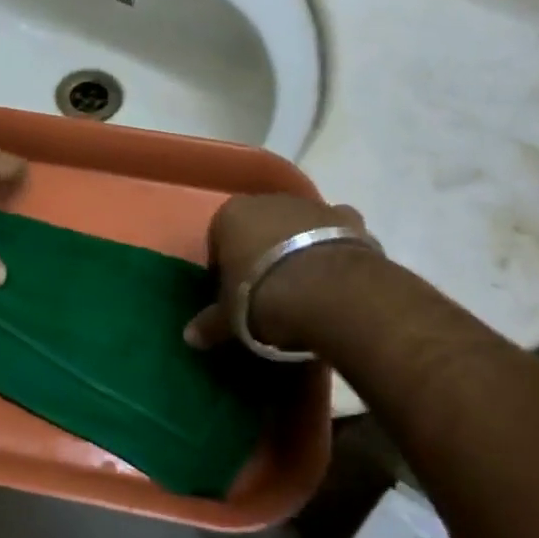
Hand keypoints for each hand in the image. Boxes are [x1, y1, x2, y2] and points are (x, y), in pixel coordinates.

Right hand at [183, 195, 372, 354]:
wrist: (331, 291)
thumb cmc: (264, 297)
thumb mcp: (230, 319)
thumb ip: (210, 323)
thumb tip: (190, 337)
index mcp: (230, 215)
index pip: (218, 238)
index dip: (223, 268)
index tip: (232, 295)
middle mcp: (268, 201)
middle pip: (258, 227)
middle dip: (261, 252)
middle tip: (266, 291)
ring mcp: (310, 205)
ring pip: (297, 225)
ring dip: (297, 248)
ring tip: (304, 287)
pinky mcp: (348, 218)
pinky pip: (335, 231)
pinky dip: (333, 247)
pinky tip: (335, 274)